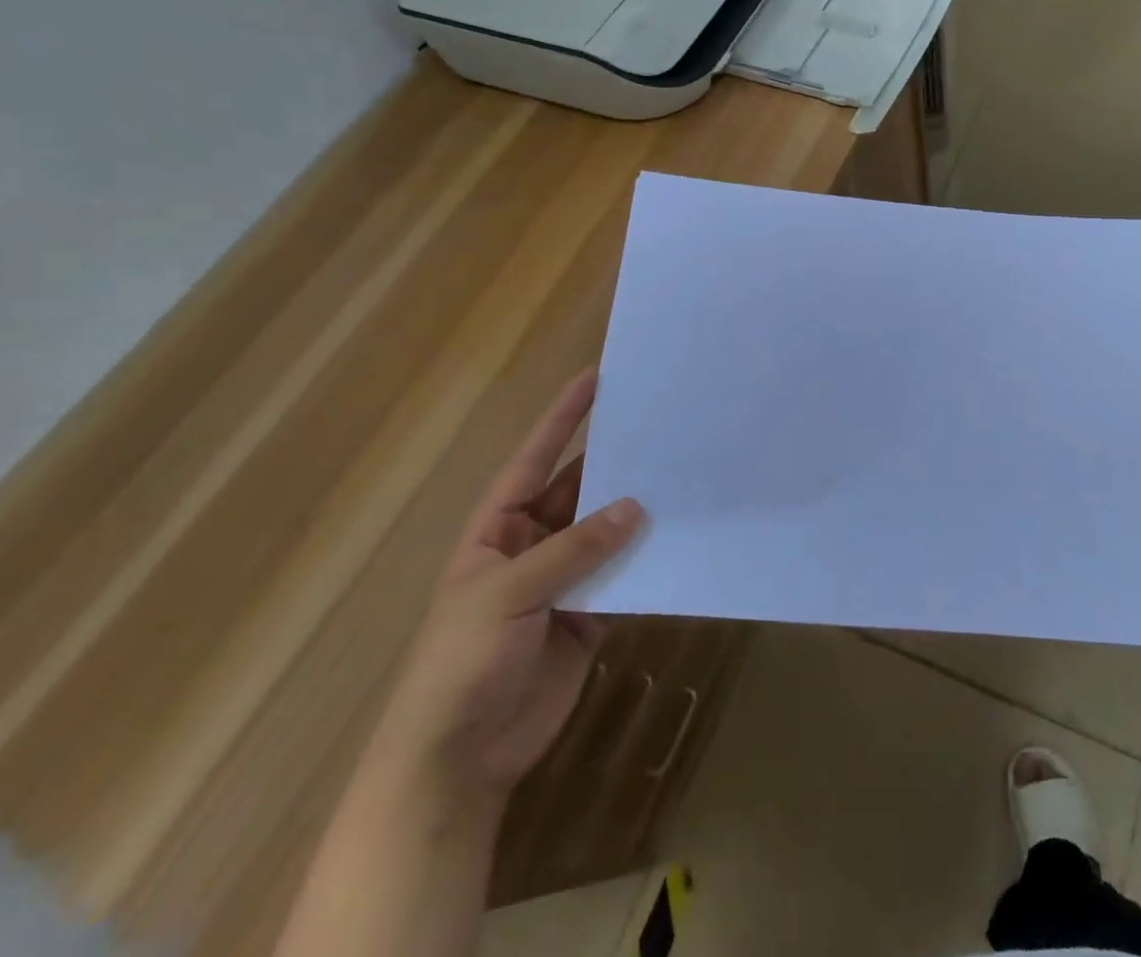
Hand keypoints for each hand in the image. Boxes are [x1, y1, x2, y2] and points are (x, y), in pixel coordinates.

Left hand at [370, 370, 644, 798]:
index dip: (562, 419)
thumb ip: (574, 549)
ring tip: (683, 477)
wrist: (457, 761)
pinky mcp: (589, 616)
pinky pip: (623, 577)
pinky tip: (680, 540)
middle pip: (579, 492)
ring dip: (637, 513)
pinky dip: (647, 561)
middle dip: (615, 464)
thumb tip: (636, 506)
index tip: (595, 377)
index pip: (534, 460)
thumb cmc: (461, 663)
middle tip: (661, 429)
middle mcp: (533, 546)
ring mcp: (563, 582)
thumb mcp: (508, 594)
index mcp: (497, 530)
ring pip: (607, 534)